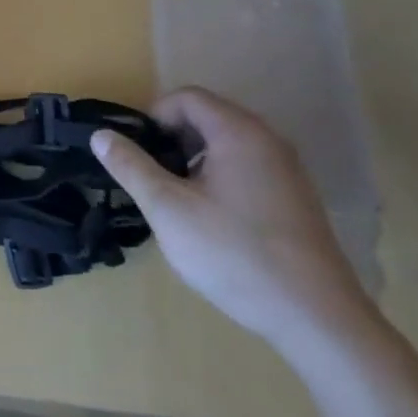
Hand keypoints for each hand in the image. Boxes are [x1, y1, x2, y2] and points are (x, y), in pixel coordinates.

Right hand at [92, 87, 376, 357]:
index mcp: (238, 132)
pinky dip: (221, 178)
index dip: (154, 116)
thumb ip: (132, 167)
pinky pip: (248, 168)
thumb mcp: (168, 209)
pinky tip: (213, 221)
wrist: (317, 318)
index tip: (137, 152)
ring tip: (178, 201)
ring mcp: (288, 170)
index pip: (187, 98)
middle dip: (173, 140)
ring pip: (228, 145)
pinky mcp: (297, 199)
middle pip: (208, 117)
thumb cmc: (234, 254)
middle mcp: (268, 140)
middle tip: (153, 177)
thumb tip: (100, 135)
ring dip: (195, 161)